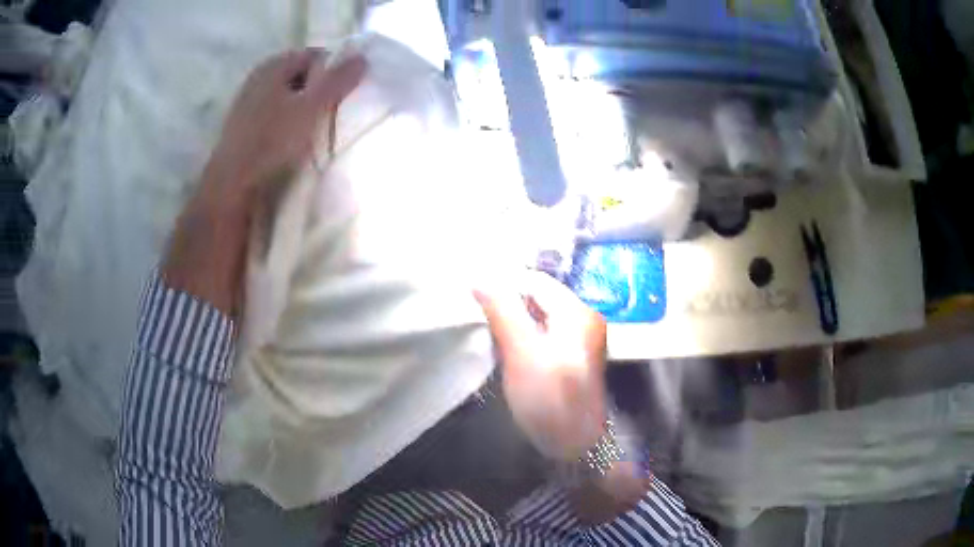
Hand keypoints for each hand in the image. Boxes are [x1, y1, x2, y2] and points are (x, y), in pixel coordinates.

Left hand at [203, 48, 365, 196]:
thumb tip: (363, 57)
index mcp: (274, 65)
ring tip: (318, 131)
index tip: (347, 94)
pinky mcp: (245, 128)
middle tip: (335, 113)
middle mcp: (259, 78)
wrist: (231, 187)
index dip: (335, 71)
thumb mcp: (311, 108)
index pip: (316, 56)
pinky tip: (295, 143)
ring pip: (289, 98)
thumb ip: (338, 81)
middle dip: (321, 92)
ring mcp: (249, 103)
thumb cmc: (271, 141)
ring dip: (305, 111)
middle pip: (302, 77)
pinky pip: (276, 117)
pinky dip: (289, 125)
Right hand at [475, 271, 608, 460]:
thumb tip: (480, 277)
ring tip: (483, 330)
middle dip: (505, 303)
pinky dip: (519, 337)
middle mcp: (581, 319)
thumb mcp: (523, 352)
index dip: (503, 284)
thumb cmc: (550, 399)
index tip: (471, 295)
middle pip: (537, 298)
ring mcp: (576, 340)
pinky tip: (501, 348)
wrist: (575, 446)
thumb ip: (503, 311)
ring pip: (535, 317)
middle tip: (474, 314)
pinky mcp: (567, 358)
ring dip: (509, 321)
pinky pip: (539, 335)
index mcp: (577, 312)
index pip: (535, 281)